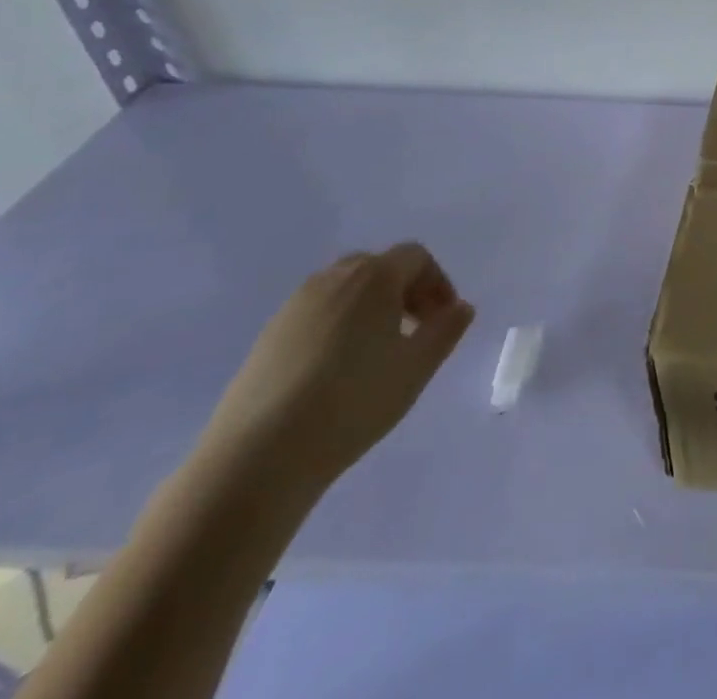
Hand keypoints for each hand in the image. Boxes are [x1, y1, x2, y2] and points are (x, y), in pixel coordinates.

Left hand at [198, 244, 474, 493]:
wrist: (256, 458)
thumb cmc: (353, 402)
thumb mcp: (417, 366)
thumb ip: (446, 329)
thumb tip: (460, 307)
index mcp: (373, 276)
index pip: (416, 257)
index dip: (437, 283)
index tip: (444, 318)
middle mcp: (332, 279)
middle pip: (378, 267)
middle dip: (404, 290)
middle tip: (415, 330)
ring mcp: (294, 307)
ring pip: (345, 290)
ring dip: (370, 308)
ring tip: (377, 353)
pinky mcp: (267, 337)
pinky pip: (316, 314)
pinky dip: (338, 326)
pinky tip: (337, 371)